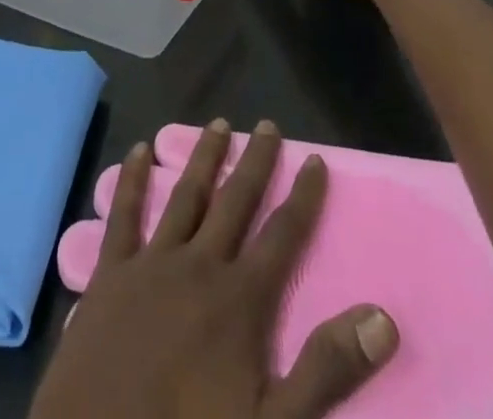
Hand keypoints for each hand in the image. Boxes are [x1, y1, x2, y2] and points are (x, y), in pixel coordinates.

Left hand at [30, 121, 398, 418]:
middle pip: (235, 202)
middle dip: (255, 162)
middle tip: (267, 124)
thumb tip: (382, 317)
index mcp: (239, 299)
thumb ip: (325, 370)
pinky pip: (124, 215)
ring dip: (203, 157)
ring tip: (218, 123)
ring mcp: (152, 263)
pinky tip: (138, 149)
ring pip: (185, 196)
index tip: (315, 159)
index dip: (302, 197)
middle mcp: (199, 265)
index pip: (283, 235)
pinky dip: (132, 180)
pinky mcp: (109, 273)